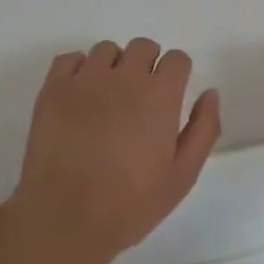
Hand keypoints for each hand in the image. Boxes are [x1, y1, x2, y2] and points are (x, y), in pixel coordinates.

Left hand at [11, 38, 220, 263]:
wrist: (66, 216)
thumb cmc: (130, 203)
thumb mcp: (182, 175)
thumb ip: (203, 129)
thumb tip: (210, 93)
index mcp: (160, 95)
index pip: (177, 59)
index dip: (176, 74)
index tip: (170, 96)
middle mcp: (124, 77)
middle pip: (143, 47)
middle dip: (147, 64)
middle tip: (140, 98)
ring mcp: (85, 79)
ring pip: (106, 49)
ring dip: (113, 66)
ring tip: (107, 98)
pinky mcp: (53, 88)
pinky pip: (69, 58)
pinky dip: (77, 70)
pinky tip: (79, 96)